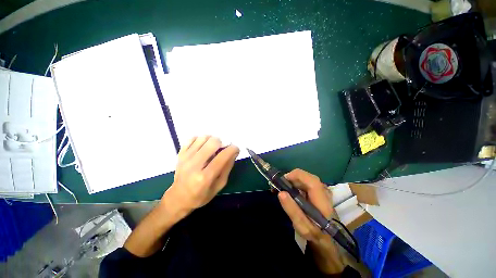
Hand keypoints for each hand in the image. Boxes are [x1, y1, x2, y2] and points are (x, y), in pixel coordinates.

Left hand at [162, 136, 239, 214]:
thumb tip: (234, 152)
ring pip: (203, 138)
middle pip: (212, 143)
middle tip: (223, 149)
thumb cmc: (201, 195)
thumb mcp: (219, 185)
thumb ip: (227, 167)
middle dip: (222, 143)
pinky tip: (203, 146)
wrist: (179, 197)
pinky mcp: (180, 154)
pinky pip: (192, 138)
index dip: (233, 149)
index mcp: (205, 177)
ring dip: (212, 140)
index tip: (236, 149)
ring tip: (213, 148)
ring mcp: (185, 158)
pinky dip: (201, 139)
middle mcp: (194, 165)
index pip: (222, 157)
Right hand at [278, 169, 344, 273]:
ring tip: (281, 187)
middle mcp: (324, 191)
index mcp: (322, 200)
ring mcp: (322, 189)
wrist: (328, 237)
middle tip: (279, 185)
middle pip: (307, 177)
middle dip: (291, 178)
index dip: (296, 176)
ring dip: (292, 180)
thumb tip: (281, 193)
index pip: (311, 181)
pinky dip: (295, 183)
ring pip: (305, 178)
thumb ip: (292, 210)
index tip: (282, 180)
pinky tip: (289, 189)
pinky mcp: (318, 190)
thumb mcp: (302, 227)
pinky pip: (305, 182)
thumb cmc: (316, 234)